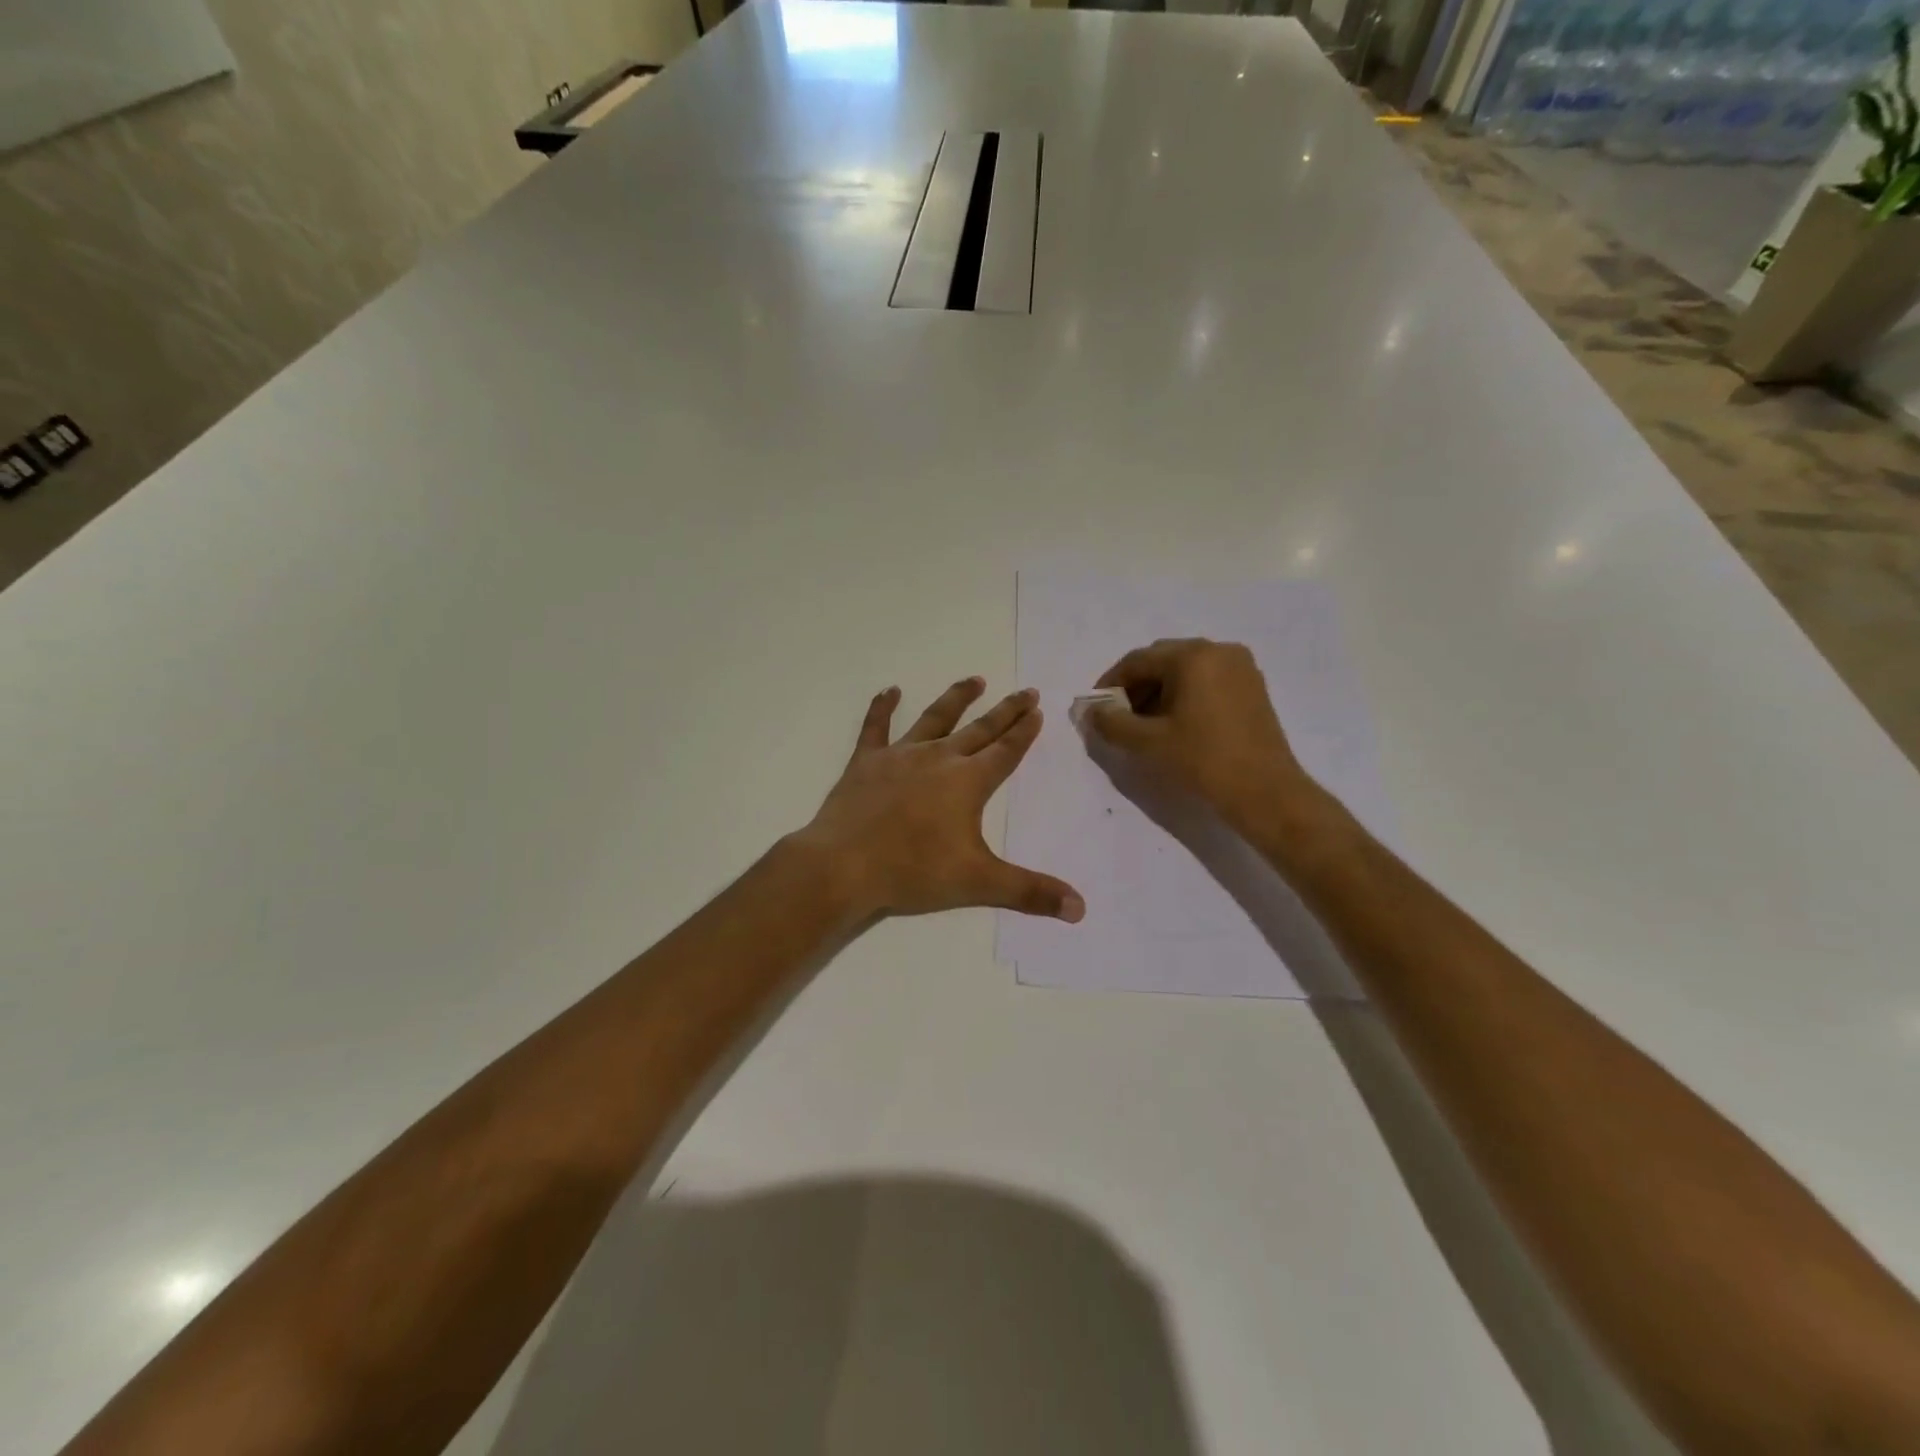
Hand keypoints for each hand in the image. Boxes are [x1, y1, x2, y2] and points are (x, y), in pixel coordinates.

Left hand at [796, 678, 1084, 923]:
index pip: (1006, 751)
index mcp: (968, 782)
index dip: (1024, 732)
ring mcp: (900, 755)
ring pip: (935, 718)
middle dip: (1005, 710)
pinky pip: (876, 727)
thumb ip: (1031, 891)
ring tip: (975, 680)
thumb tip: (1081, 909)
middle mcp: (939, 758)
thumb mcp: (979, 883)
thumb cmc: (914, 871)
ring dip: (957, 698)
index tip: (1038, 710)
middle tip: (1025, 691)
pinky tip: (890, 690)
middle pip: (980, 729)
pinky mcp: (866, 762)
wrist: (844, 865)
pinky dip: (882, 708)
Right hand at [1087, 638, 1316, 828]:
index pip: (1138, 660)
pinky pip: (1207, 680)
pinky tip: (1175, 723)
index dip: (1111, 682)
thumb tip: (1093, 711)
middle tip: (1119, 716)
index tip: (1097, 707)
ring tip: (1145, 724)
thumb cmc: (1203, 761)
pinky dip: (1185, 694)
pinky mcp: (1252, 687)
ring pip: (1186, 670)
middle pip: (1163, 660)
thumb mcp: (1148, 743)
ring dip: (1160, 690)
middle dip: (1137, 685)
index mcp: (1193, 656)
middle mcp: (1219, 651)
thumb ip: (1112, 722)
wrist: (1265, 792)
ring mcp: (1241, 668)